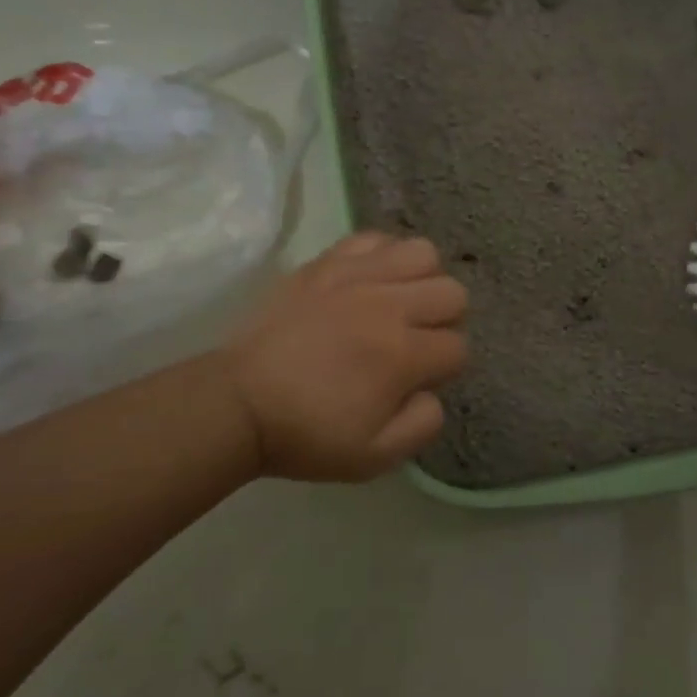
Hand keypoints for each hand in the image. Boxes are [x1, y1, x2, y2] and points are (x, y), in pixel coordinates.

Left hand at [227, 232, 468, 480]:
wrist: (238, 403)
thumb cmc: (307, 433)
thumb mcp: (374, 457)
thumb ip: (422, 425)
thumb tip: (432, 392)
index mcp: (403, 355)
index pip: (458, 347)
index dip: (446, 368)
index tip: (418, 379)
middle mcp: (388, 306)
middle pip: (452, 293)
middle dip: (445, 320)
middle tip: (415, 340)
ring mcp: (356, 277)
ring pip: (423, 253)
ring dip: (422, 280)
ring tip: (399, 302)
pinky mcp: (326, 263)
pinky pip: (374, 239)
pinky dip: (383, 256)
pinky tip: (370, 281)